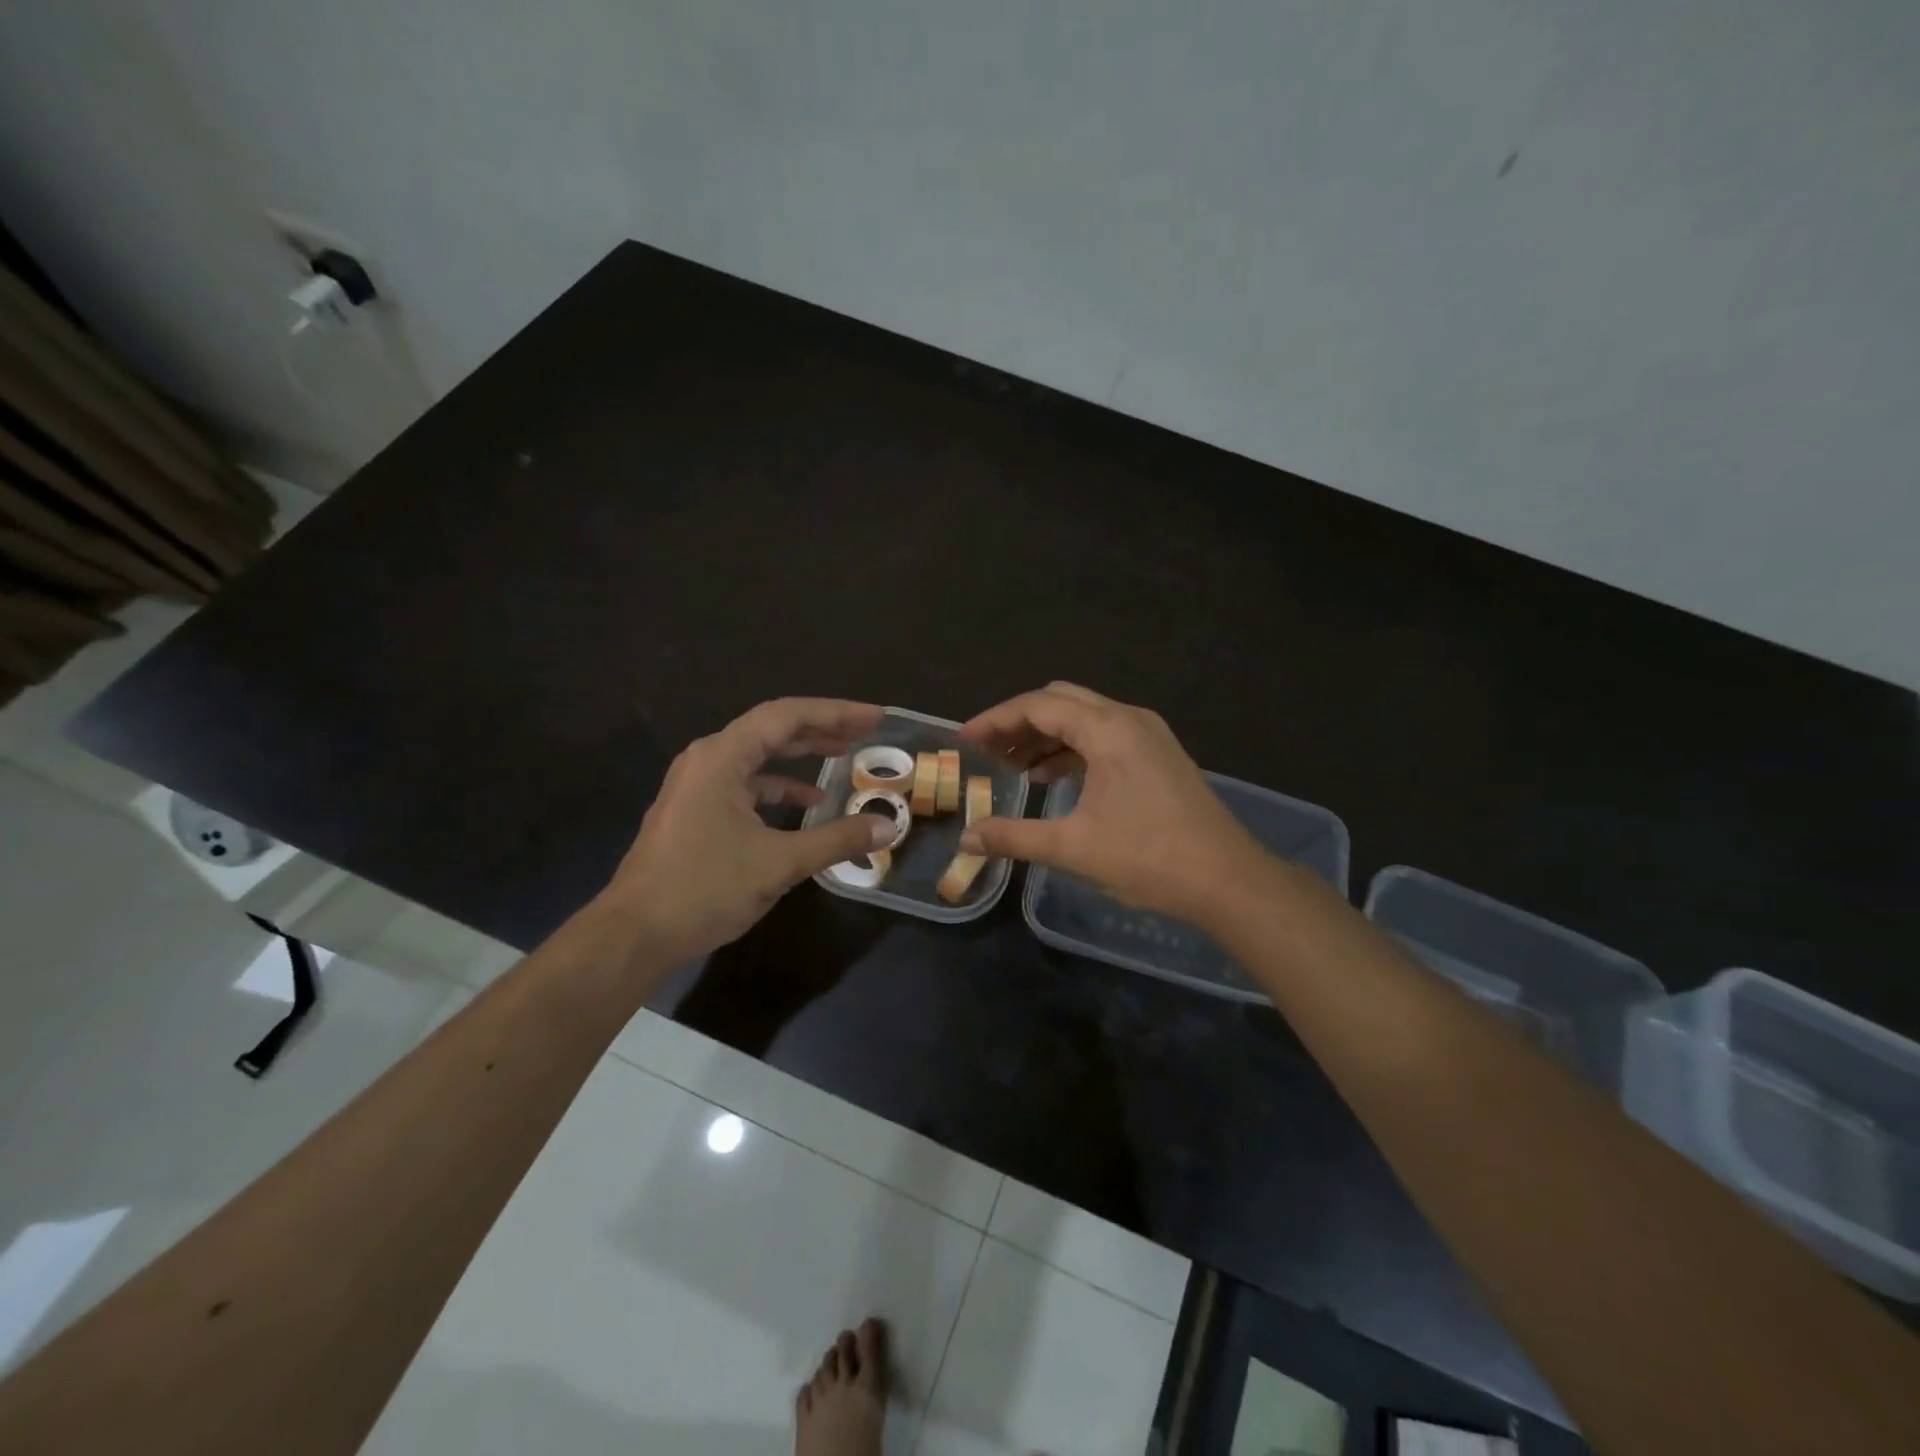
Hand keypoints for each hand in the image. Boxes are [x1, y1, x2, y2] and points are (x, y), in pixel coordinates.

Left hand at [603, 698, 893, 965]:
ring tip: (843, 756)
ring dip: (801, 756)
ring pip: (759, 757)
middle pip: (773, 729)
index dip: (836, 712)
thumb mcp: (779, 864)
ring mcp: (697, 785)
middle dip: (822, 728)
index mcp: (722, 757)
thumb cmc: (703, 889)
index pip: (787, 716)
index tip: (875, 718)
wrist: (633, 934)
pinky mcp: (695, 810)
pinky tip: (807, 806)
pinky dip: (779, 788)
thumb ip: (837, 840)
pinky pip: (746, 784)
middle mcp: (708, 759)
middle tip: (866, 732)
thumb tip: (889, 828)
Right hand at [957, 682, 1270, 924]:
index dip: (996, 720)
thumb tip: (967, 839)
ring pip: (1083, 718)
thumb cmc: (1149, 858)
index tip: (965, 740)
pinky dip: (1072, 750)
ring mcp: (1148, 735)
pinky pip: (1104, 737)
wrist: (1228, 881)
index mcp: (1108, 729)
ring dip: (1045, 736)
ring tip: (1012, 767)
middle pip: (1060, 702)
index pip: (1039, 705)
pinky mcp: (1158, 755)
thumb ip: (1013, 837)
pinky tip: (1052, 778)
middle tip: (987, 752)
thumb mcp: (1072, 848)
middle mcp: (1129, 719)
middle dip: (1019, 723)